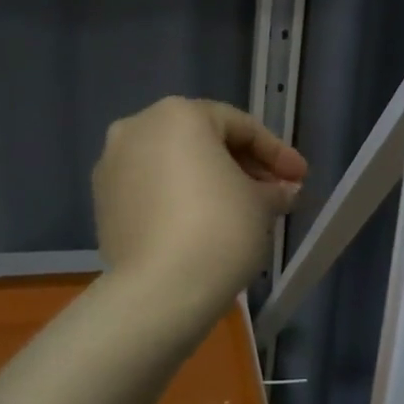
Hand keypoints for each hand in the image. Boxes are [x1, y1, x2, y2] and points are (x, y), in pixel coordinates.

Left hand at [92, 97, 307, 309]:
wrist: (160, 289)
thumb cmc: (220, 228)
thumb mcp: (261, 203)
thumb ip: (274, 188)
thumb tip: (283, 191)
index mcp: (179, 114)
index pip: (240, 127)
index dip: (277, 153)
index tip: (300, 178)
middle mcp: (138, 127)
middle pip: (203, 140)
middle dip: (242, 166)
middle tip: (274, 194)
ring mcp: (112, 165)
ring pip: (174, 164)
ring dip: (209, 181)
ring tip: (241, 211)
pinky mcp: (103, 202)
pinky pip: (152, 189)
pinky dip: (179, 198)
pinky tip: (204, 224)